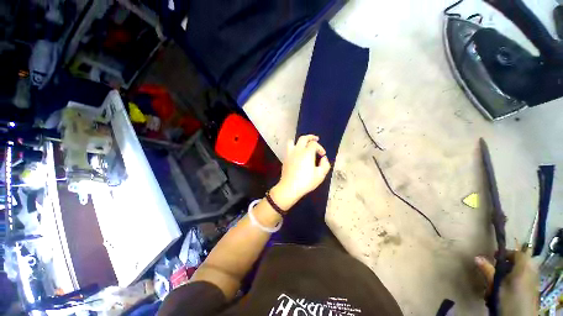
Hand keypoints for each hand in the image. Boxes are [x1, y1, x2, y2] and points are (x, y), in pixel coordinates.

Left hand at [270, 135, 330, 210]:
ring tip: (304, 144)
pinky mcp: (285, 158)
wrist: (290, 187)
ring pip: (293, 141)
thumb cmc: (306, 181)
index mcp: (307, 153)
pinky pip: (289, 148)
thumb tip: (324, 158)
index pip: (314, 144)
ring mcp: (290, 154)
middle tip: (316, 139)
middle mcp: (298, 150)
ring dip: (299, 141)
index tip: (323, 154)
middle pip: (303, 138)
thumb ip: (325, 165)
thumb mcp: (320, 175)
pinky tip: (297, 153)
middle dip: (311, 137)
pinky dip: (294, 147)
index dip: (320, 147)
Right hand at [474, 250, 538, 315]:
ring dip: (508, 276)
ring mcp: (533, 282)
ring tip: (498, 284)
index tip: (494, 257)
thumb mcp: (496, 286)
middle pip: (519, 263)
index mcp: (525, 266)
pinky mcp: (532, 291)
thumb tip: (477, 257)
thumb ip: (488, 271)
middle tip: (495, 272)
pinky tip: (505, 291)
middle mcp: (532, 271)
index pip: (517, 253)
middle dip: (506, 267)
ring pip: (520, 273)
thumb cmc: (508, 299)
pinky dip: (513, 283)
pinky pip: (522, 281)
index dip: (506, 253)